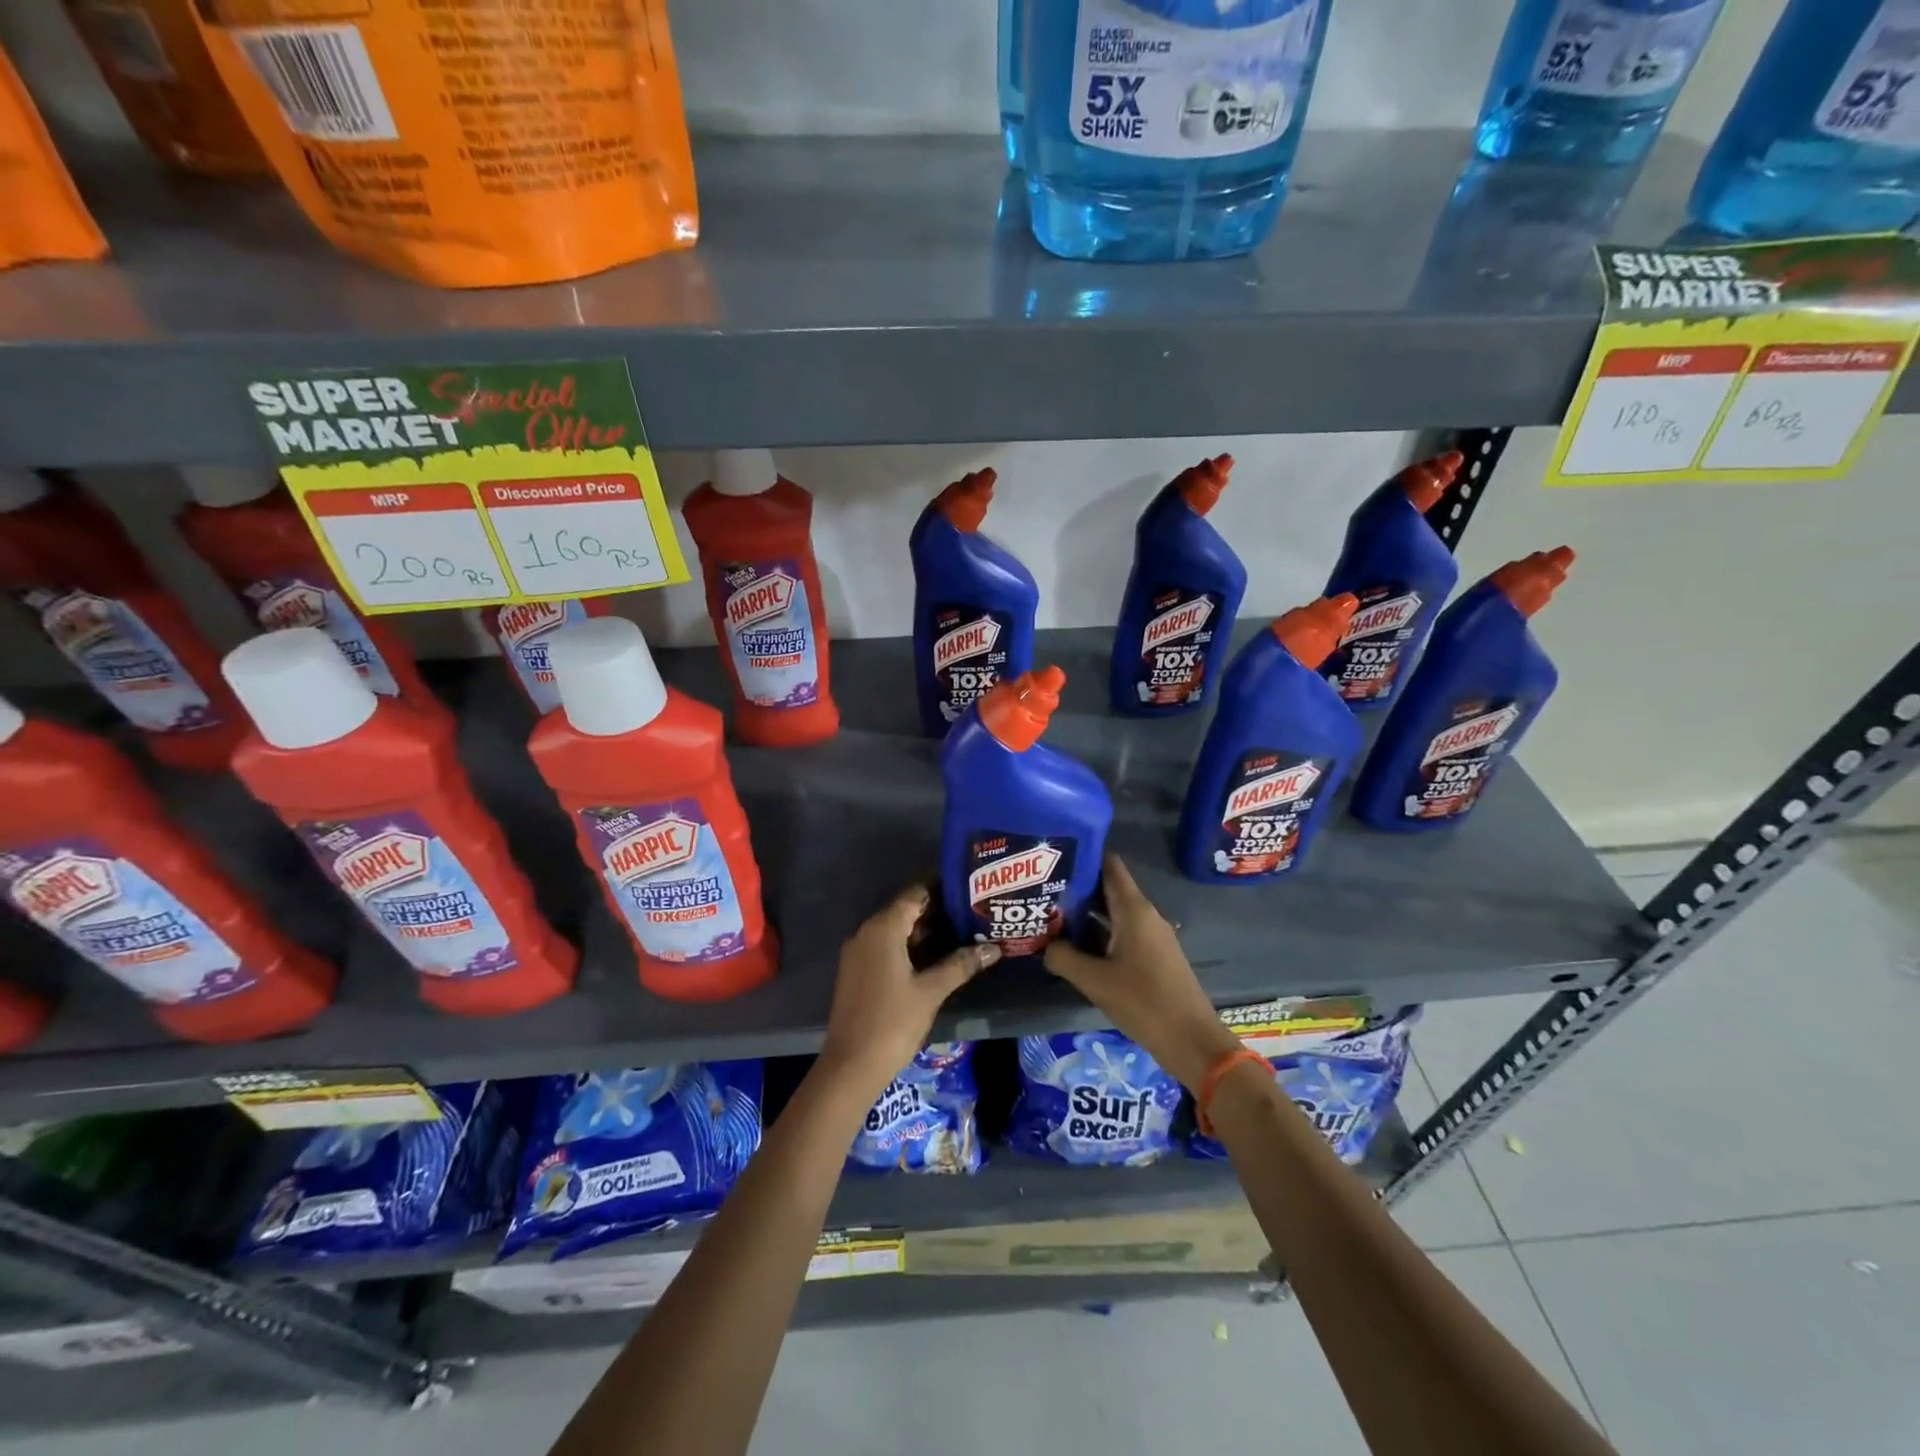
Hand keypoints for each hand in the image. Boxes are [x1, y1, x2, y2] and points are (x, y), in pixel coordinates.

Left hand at [816, 885, 1000, 1102]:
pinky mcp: (857, 971)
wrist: (851, 1066)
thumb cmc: (892, 1023)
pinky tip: (936, 958)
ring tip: (962, 933)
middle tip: (972, 913)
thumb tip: (993, 948)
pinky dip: (910, 947)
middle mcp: (866, 932)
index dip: (941, 890)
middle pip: (905, 910)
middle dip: (937, 912)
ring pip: (896, 930)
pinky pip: (886, 947)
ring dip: (925, 931)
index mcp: (882, 929)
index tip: (969, 890)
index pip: (914, 894)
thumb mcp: (931, 991)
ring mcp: (859, 952)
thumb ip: (961, 964)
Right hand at [1044, 854, 1239, 1090]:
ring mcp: (1152, 936)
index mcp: (1134, 909)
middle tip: (1042, 890)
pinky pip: (1122, 932)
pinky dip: (1099, 933)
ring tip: (1051, 917)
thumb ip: (1063, 958)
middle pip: (1108, 888)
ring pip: (1114, 913)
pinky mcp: (1154, 956)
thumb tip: (1044, 945)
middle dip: (1077, 888)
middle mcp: (1145, 915)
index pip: (1109, 865)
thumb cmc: (1143, 1002)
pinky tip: (1076, 947)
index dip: (1083, 856)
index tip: (1054, 857)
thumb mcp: (1094, 980)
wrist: (1191, 1041)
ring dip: (1086, 914)